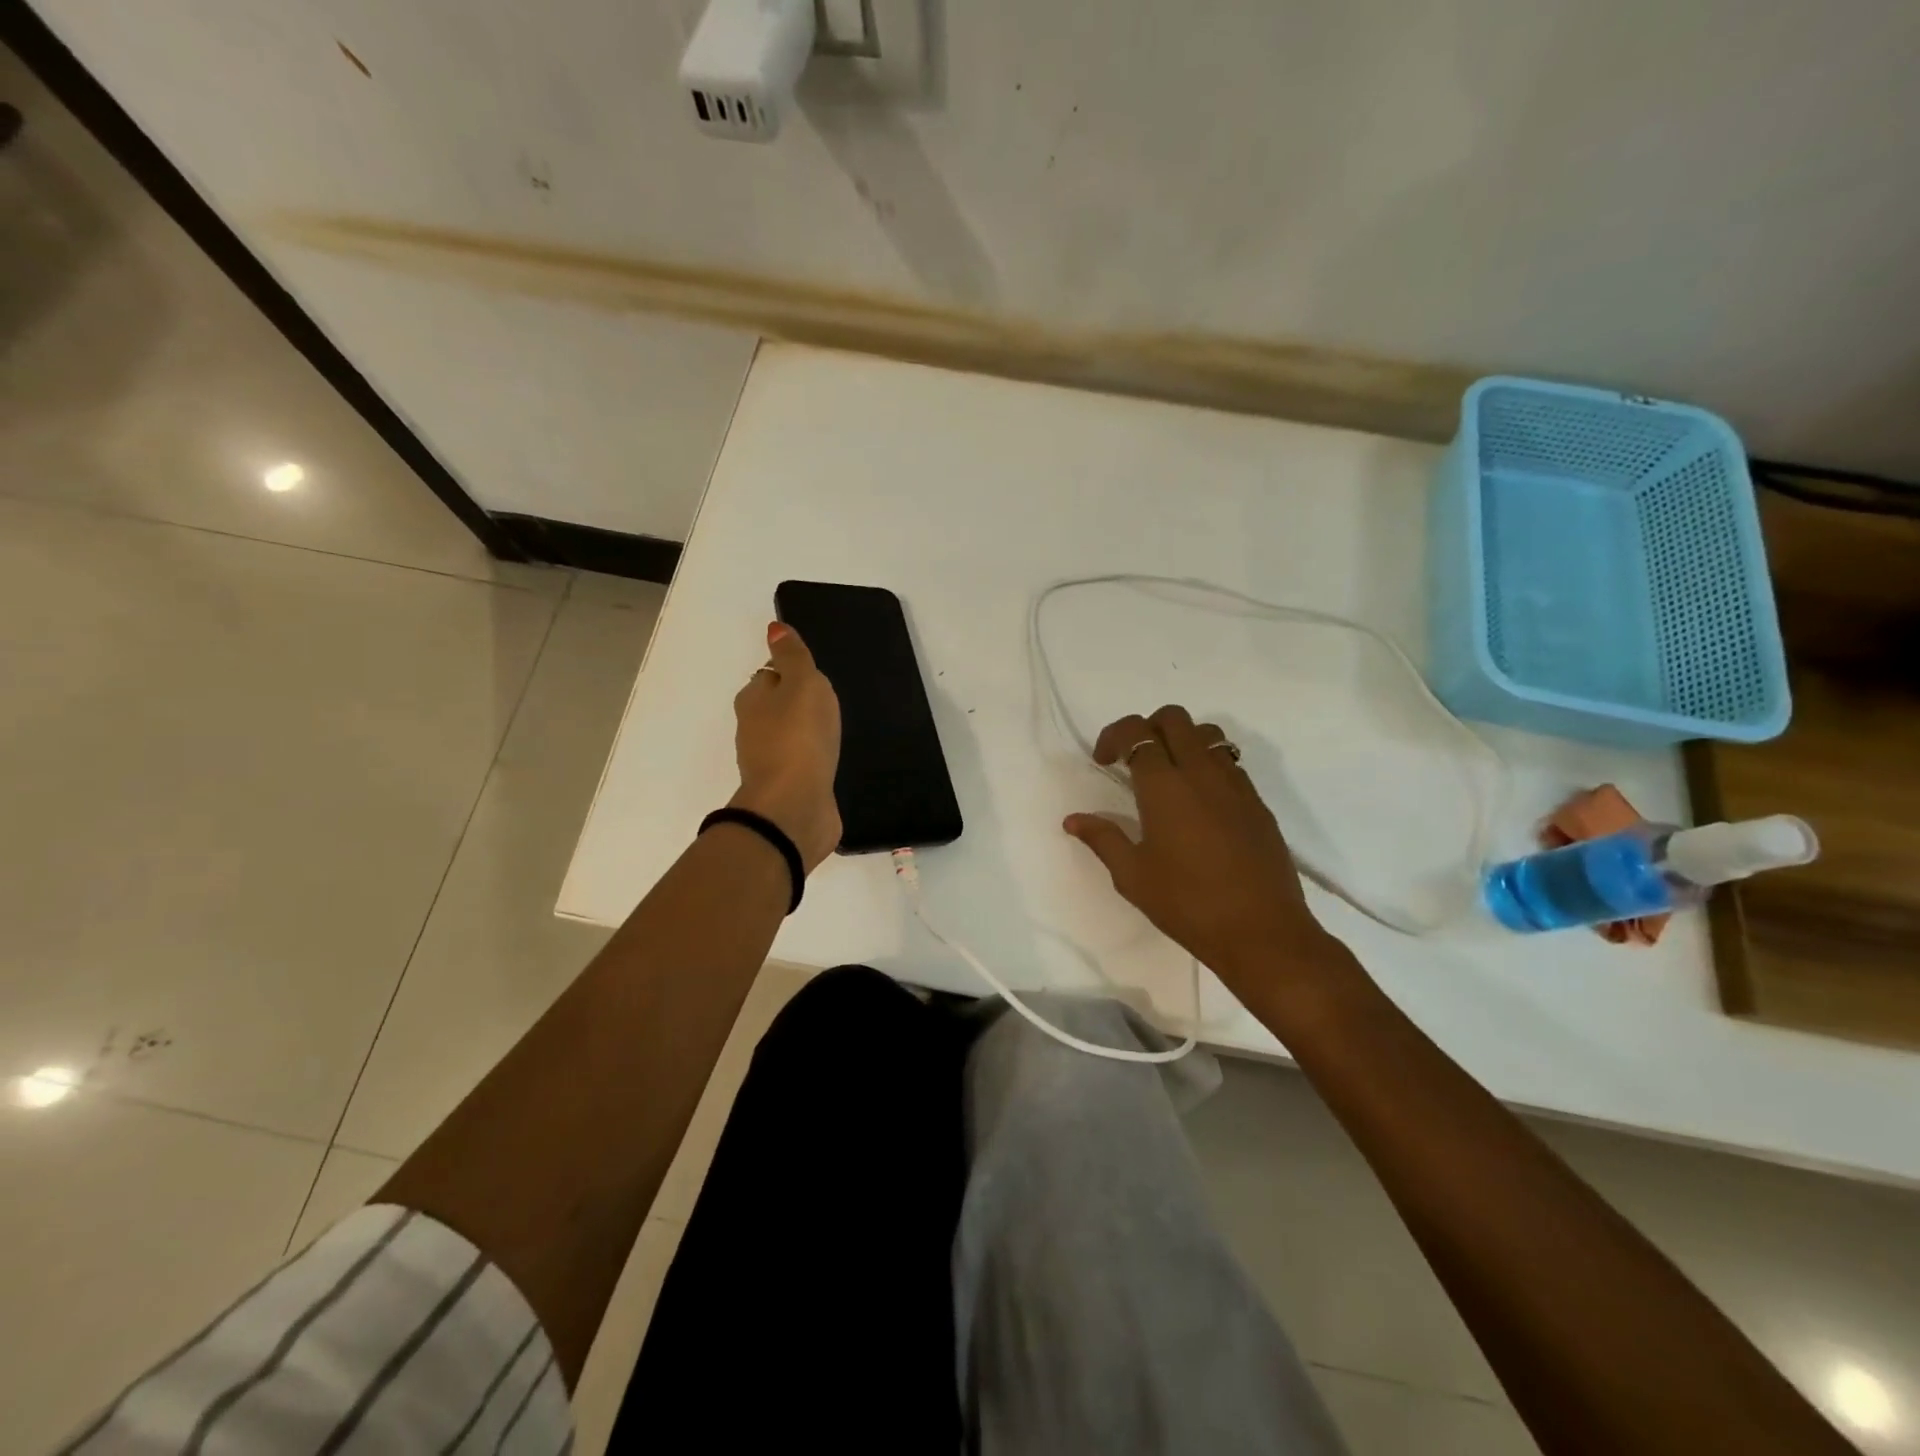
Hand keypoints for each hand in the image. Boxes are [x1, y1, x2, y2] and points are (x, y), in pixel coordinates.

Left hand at [730, 622, 841, 869]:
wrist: (794, 807)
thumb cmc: (799, 737)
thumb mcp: (802, 684)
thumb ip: (792, 657)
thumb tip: (774, 629)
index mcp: (754, 700)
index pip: (770, 676)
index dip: (791, 674)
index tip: (816, 678)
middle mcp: (755, 730)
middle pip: (777, 708)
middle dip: (799, 705)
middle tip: (830, 705)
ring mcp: (771, 763)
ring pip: (789, 739)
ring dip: (807, 735)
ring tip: (834, 733)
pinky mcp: (789, 789)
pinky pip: (803, 766)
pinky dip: (813, 762)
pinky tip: (831, 762)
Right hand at [1064, 705, 1347, 998]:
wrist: (1261, 932)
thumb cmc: (1187, 904)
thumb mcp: (1132, 876)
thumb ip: (1103, 839)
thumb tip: (1073, 820)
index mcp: (1165, 786)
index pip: (1137, 731)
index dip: (1114, 736)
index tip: (1104, 762)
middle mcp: (1202, 772)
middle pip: (1174, 718)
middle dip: (1148, 728)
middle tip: (1134, 762)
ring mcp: (1236, 785)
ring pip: (1208, 734)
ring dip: (1182, 741)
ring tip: (1170, 776)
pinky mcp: (1258, 803)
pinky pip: (1230, 763)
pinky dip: (1209, 765)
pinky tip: (1201, 804)